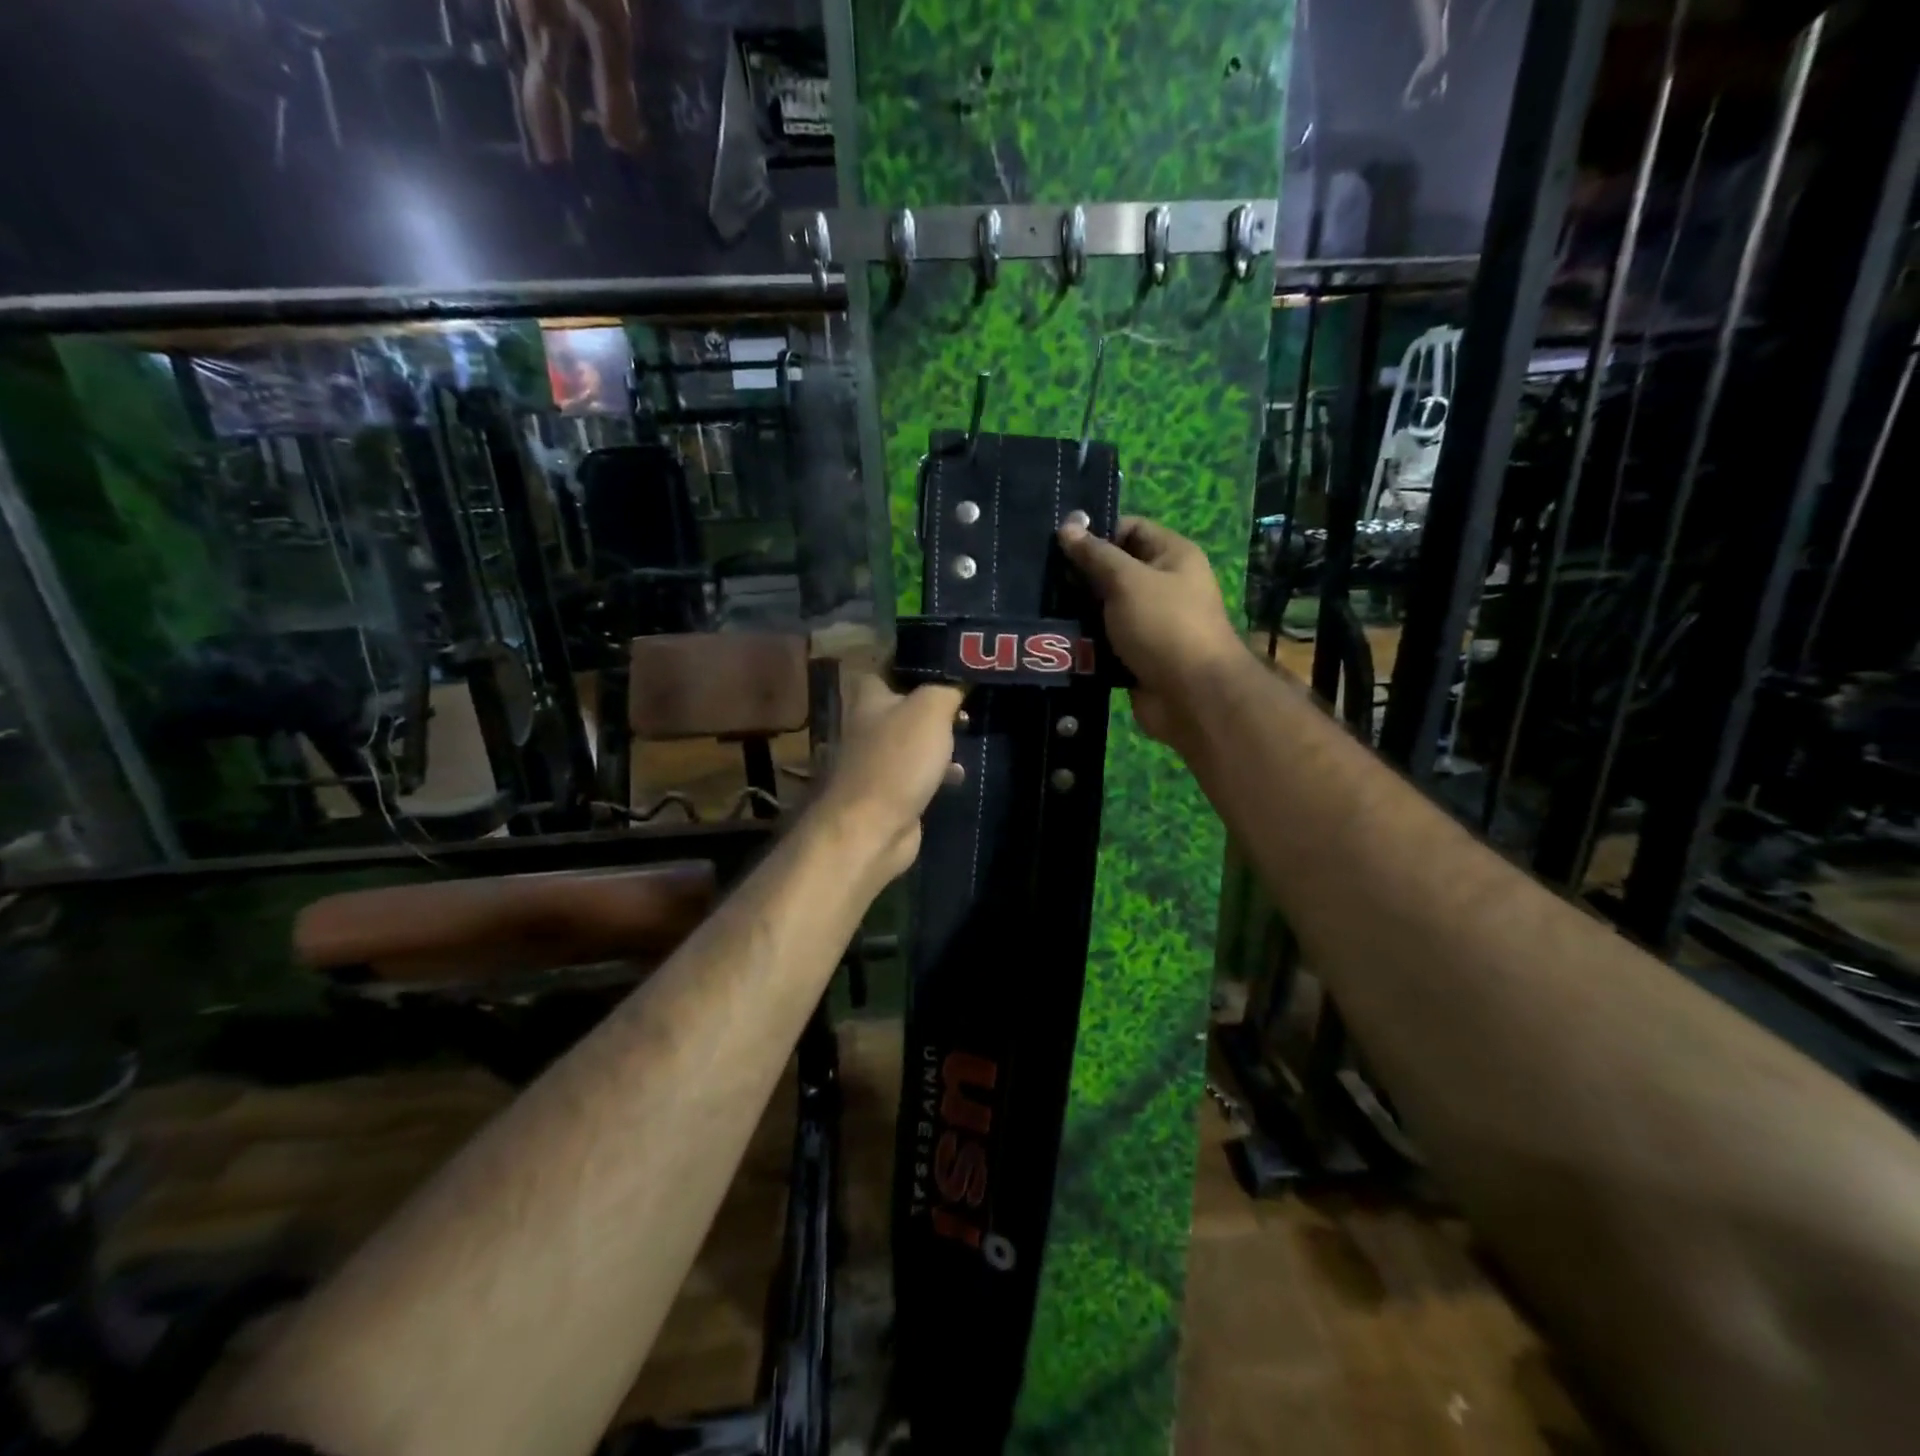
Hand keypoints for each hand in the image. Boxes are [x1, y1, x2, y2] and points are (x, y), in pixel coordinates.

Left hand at [817, 673, 965, 881]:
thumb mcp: (930, 710)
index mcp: (868, 697)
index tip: (945, 660)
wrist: (871, 828)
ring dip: (938, 738)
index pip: (886, 666)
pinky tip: (960, 773)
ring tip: (969, 729)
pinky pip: (918, 771)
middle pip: (903, 704)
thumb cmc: (898, 760)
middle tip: (965, 697)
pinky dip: (938, 771)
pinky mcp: (890, 791)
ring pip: (912, 739)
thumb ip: (946, 688)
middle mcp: (868, 725)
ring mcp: (878, 760)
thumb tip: (961, 678)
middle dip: (933, 702)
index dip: (914, 660)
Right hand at [1059, 516, 1245, 743]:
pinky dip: (1085, 642)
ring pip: (1106, 609)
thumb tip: (1067, 526)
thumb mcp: (1127, 581)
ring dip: (1079, 611)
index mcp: (1173, 556)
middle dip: (1081, 575)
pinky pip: (1105, 641)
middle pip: (1115, 570)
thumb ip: (1095, 555)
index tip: (1059, 544)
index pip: (1130, 529)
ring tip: (1041, 608)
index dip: (1097, 532)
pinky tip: (1056, 639)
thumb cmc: (1164, 625)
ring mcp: (1151, 623)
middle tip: (1042, 578)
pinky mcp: (1137, 655)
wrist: (1192, 696)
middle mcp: (1165, 585)